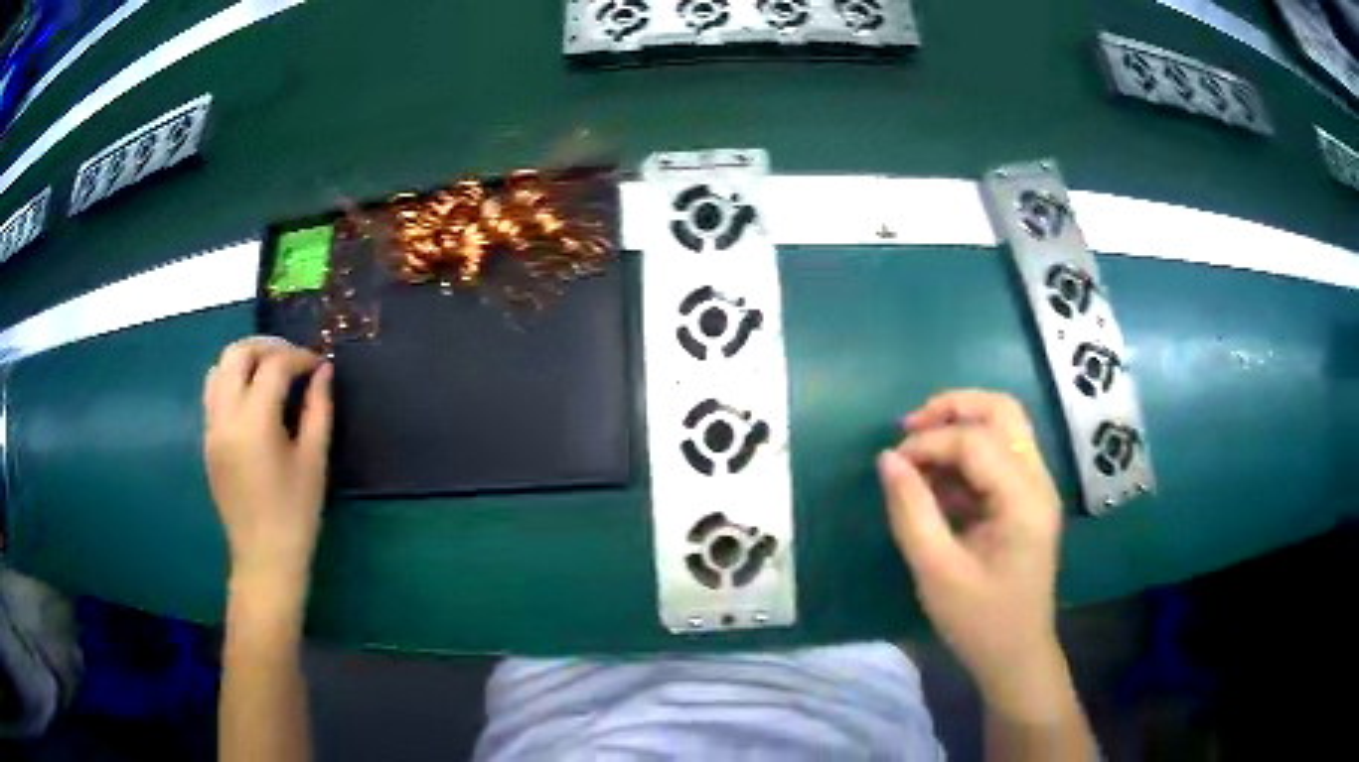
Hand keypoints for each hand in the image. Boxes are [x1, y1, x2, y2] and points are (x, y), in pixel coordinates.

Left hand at [203, 337, 332, 594]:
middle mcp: (226, 416)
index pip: (274, 366)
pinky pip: (212, 393)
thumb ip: (319, 409)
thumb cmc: (296, 513)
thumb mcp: (314, 461)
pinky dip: (231, 380)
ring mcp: (211, 428)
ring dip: (245, 359)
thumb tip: (323, 371)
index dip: (299, 358)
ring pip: (218, 368)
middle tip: (293, 359)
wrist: (264, 558)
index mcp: (255, 422)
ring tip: (270, 371)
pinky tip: (252, 397)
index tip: (319, 365)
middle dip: (267, 347)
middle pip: (237, 354)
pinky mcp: (208, 441)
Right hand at [878, 390, 1065, 717]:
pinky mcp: (1027, 500)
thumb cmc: (979, 621)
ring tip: (919, 453)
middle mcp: (1038, 481)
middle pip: (1002, 411)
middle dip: (953, 408)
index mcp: (1023, 499)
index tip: (892, 465)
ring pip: (1004, 427)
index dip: (929, 443)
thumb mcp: (936, 571)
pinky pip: (1000, 456)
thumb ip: (911, 511)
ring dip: (960, 427)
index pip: (976, 441)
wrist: (1017, 655)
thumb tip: (887, 458)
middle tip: (910, 426)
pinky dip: (967, 455)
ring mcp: (1037, 488)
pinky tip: (938, 482)